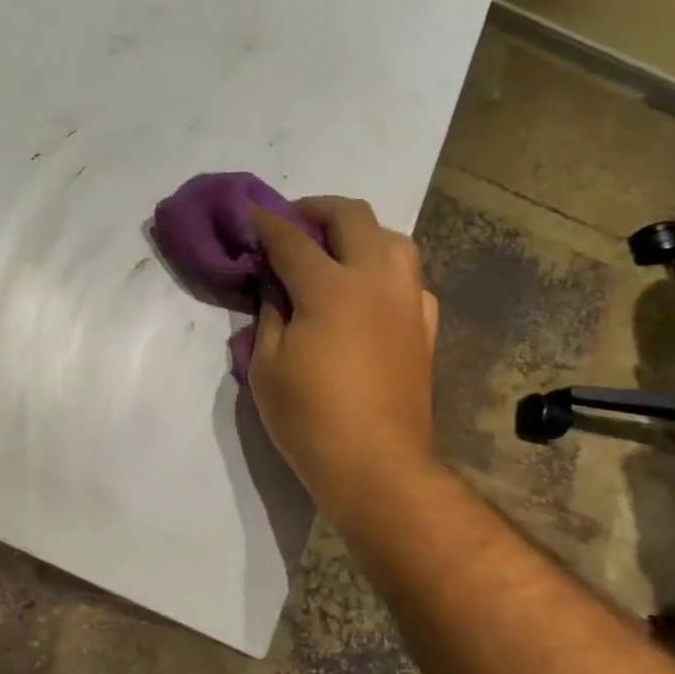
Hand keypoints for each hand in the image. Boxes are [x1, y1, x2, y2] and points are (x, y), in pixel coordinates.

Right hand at [248, 196, 439, 512]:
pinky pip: (407, 275)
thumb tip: (275, 284)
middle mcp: (377, 279)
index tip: (250, 210)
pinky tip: (365, 289)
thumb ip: (270, 313)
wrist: (376, 464)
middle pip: (352, 217)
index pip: (291, 238)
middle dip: (316, 209)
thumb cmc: (309, 418)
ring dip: (356, 232)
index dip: (266, 222)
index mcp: (331, 288)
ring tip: (330, 250)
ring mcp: (408, 299)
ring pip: (391, 237)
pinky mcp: (424, 324)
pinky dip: (381, 267)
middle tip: (290, 223)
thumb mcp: (266, 366)